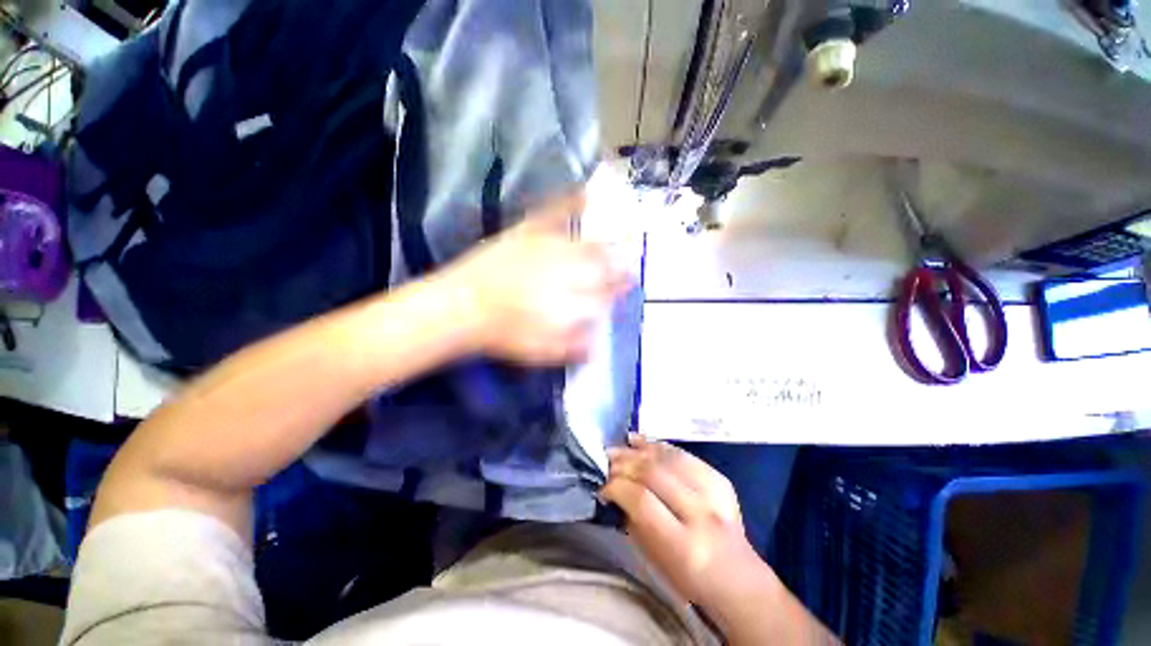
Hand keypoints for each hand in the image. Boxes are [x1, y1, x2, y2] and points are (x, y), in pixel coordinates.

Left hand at [439, 191, 631, 364]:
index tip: (629, 283)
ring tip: (618, 239)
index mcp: (570, 300)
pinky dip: (572, 201)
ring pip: (587, 244)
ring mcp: (548, 248)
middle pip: (601, 265)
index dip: (619, 287)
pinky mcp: (528, 233)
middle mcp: (566, 271)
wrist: (463, 307)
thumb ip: (574, 347)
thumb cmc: (504, 334)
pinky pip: (554, 213)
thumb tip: (597, 342)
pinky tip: (586, 191)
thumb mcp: (542, 352)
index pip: (605, 292)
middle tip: (627, 263)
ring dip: (606, 243)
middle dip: (618, 264)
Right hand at [601, 435, 772, 608]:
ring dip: (639, 450)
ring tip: (620, 447)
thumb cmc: (689, 577)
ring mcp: (715, 493)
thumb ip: (633, 520)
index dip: (617, 486)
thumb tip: (613, 487)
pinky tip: (640, 442)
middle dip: (624, 463)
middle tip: (606, 460)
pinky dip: (658, 446)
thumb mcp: (655, 560)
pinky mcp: (720, 479)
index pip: (641, 500)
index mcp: (685, 545)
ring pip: (668, 457)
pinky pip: (682, 454)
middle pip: (654, 472)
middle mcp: (702, 514)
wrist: (739, 578)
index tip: (602, 485)